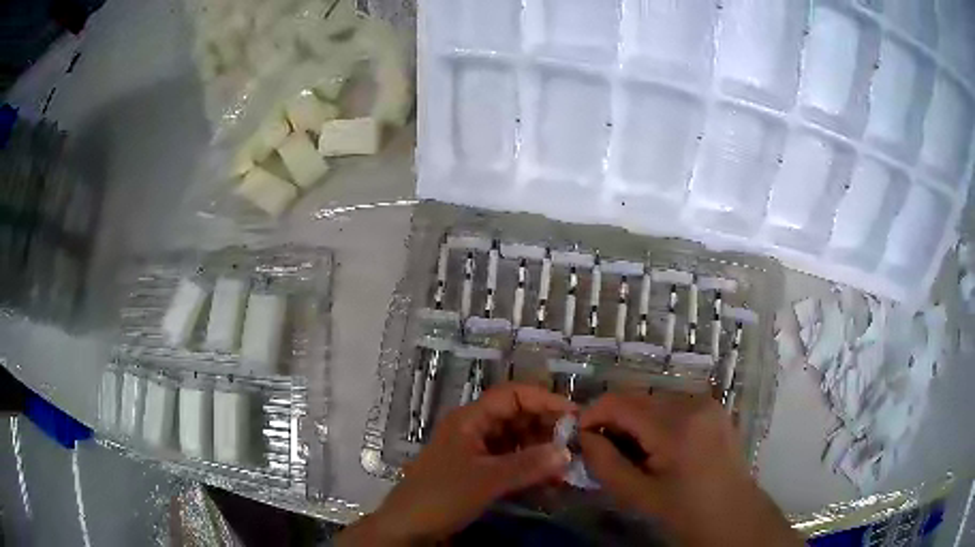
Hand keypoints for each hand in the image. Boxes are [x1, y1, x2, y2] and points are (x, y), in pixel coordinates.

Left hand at [338, 384, 574, 545]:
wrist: (408, 526)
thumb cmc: (442, 495)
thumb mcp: (487, 480)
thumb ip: (528, 464)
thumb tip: (567, 451)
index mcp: (470, 419)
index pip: (512, 395)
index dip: (544, 400)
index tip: (575, 415)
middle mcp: (474, 428)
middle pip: (517, 416)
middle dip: (546, 427)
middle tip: (577, 443)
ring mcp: (476, 450)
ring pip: (516, 440)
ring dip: (541, 449)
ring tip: (567, 464)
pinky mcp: (478, 470)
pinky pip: (510, 461)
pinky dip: (530, 467)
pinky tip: (549, 478)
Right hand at [579, 392, 801, 546]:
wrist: (733, 515)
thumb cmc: (685, 512)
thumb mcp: (637, 495)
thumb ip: (604, 463)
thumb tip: (584, 437)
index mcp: (675, 426)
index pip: (620, 401)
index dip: (592, 414)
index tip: (580, 437)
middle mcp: (693, 402)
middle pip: (637, 396)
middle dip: (613, 418)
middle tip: (604, 449)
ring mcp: (707, 402)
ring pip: (655, 398)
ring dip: (635, 419)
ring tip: (632, 451)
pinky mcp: (714, 408)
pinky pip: (674, 404)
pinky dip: (656, 419)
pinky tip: (657, 446)